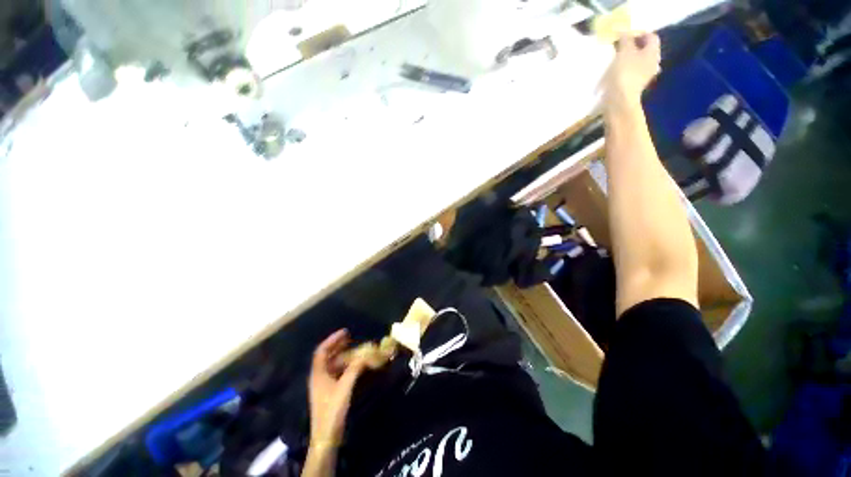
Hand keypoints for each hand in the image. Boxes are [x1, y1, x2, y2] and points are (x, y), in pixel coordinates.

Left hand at [308, 329, 367, 448]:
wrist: (326, 435)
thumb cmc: (332, 409)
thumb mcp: (345, 387)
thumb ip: (355, 368)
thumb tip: (365, 355)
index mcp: (318, 373)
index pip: (322, 351)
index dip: (332, 339)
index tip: (345, 332)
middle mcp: (319, 376)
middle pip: (326, 356)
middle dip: (338, 345)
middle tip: (350, 337)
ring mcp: (323, 385)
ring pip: (332, 364)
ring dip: (342, 355)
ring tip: (354, 348)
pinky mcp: (329, 391)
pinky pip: (336, 372)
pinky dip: (345, 365)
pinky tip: (354, 365)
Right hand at [602, 32, 660, 107]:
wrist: (619, 100)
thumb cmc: (624, 73)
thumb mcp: (624, 51)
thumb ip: (626, 39)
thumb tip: (625, 32)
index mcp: (653, 52)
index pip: (651, 36)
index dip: (639, 33)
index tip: (625, 36)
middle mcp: (653, 62)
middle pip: (645, 49)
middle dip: (633, 46)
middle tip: (620, 47)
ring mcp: (645, 75)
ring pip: (638, 61)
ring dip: (628, 58)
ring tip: (616, 59)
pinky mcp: (636, 85)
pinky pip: (633, 72)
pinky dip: (626, 69)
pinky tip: (616, 71)